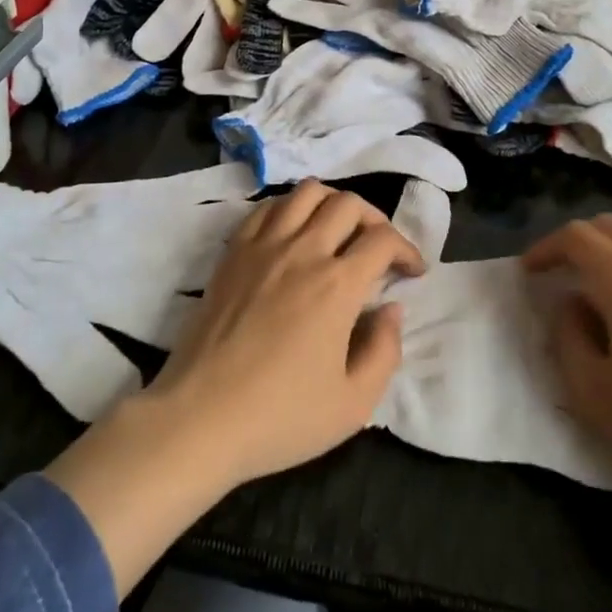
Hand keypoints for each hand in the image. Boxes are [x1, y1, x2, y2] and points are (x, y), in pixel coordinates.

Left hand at [44, 181, 422, 596]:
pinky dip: (290, 209)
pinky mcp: (233, 253)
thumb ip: (384, 351)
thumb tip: (391, 310)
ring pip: (307, 193)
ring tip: (339, 231)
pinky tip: (294, 234)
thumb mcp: (352, 405)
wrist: (199, 418)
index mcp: (337, 286)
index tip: (412, 271)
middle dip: (375, 220)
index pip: (383, 240)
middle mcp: (303, 251)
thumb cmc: (279, 418)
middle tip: (379, 249)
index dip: (407, 249)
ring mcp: (263, 246)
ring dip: (333, 203)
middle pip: (348, 204)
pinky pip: (267, 208)